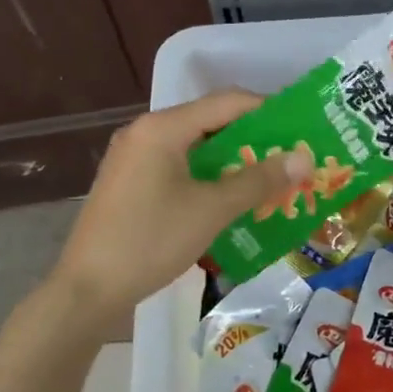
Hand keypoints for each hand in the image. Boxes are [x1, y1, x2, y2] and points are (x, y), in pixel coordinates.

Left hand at [42, 91, 313, 335]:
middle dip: (253, 139)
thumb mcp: (212, 209)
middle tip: (291, 157)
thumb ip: (259, 180)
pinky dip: (209, 176)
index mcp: (162, 128)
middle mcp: (145, 132)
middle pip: (210, 122)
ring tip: (270, 178)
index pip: (226, 102)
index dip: (268, 111)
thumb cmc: (151, 240)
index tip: (301, 127)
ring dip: (233, 160)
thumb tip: (303, 158)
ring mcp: (134, 158)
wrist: (88, 289)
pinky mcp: (131, 182)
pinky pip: (179, 166)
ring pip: (195, 147)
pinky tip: (232, 197)